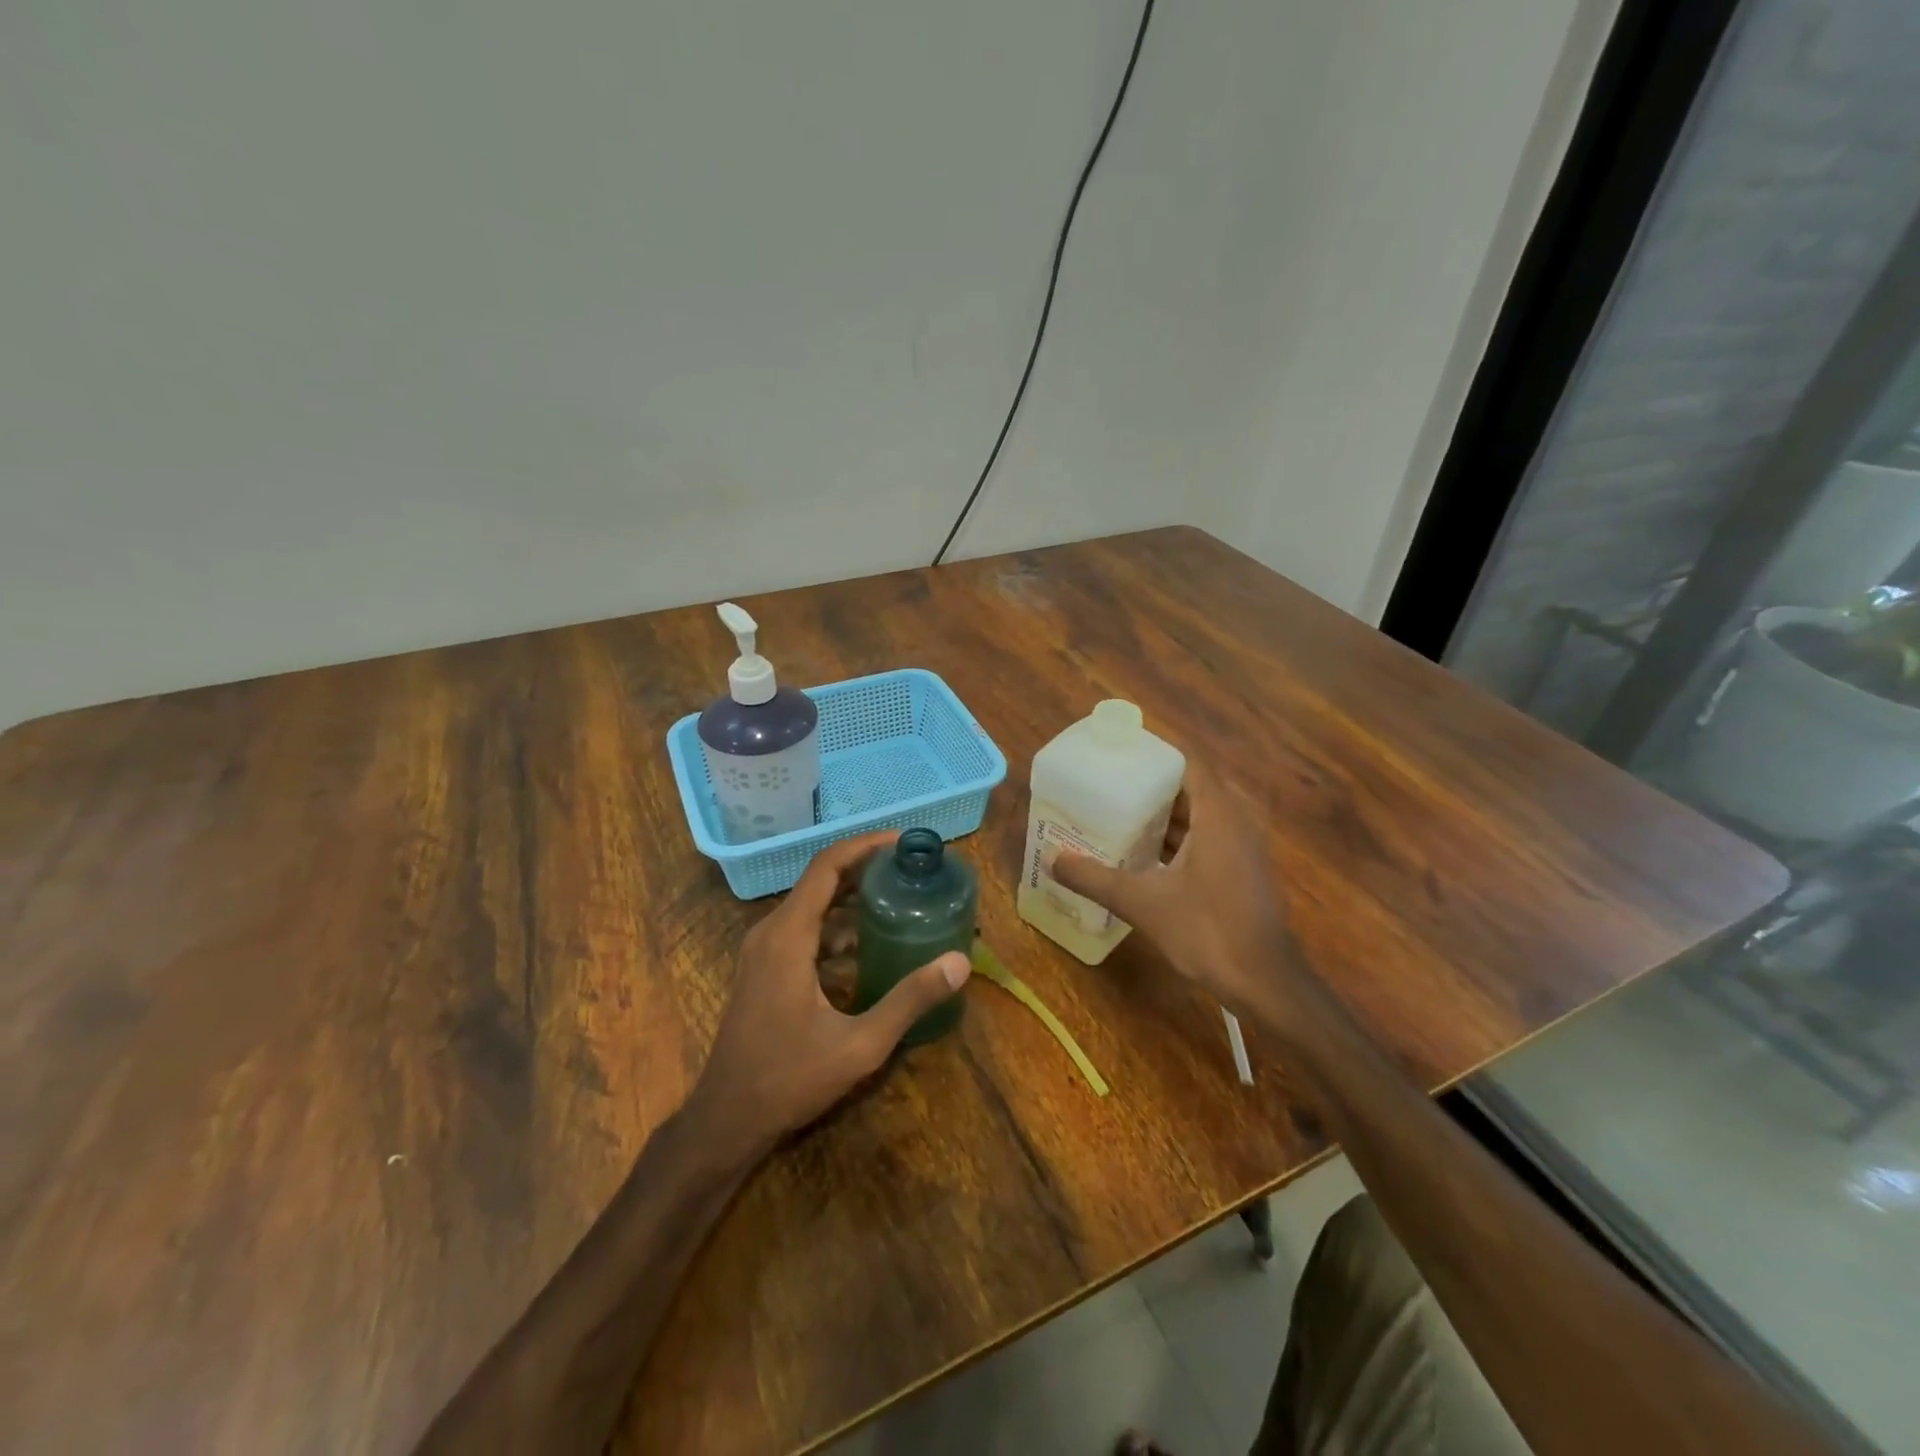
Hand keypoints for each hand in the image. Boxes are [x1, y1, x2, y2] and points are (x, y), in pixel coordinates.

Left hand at [686, 831, 970, 1159]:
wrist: (726, 1120)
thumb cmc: (789, 1079)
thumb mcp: (859, 1044)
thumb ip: (909, 1000)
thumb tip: (959, 962)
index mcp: (788, 936)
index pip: (827, 866)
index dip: (865, 846)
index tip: (904, 842)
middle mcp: (772, 932)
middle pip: (822, 881)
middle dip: (867, 870)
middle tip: (912, 871)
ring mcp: (764, 952)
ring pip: (813, 907)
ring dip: (854, 900)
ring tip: (900, 901)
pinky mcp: (765, 970)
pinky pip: (805, 932)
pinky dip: (838, 929)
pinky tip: (871, 948)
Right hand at [1052, 761, 1301, 1016]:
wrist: (1265, 982)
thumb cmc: (1207, 931)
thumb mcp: (1143, 903)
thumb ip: (1095, 878)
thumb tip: (1052, 859)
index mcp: (1219, 814)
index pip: (1189, 763)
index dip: (1155, 756)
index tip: (1119, 757)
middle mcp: (1237, 821)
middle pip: (1193, 787)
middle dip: (1154, 786)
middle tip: (1112, 787)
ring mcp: (1245, 847)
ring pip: (1203, 815)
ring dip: (1167, 815)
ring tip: (1122, 815)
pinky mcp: (1245, 871)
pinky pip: (1210, 837)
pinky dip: (1181, 838)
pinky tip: (1148, 856)